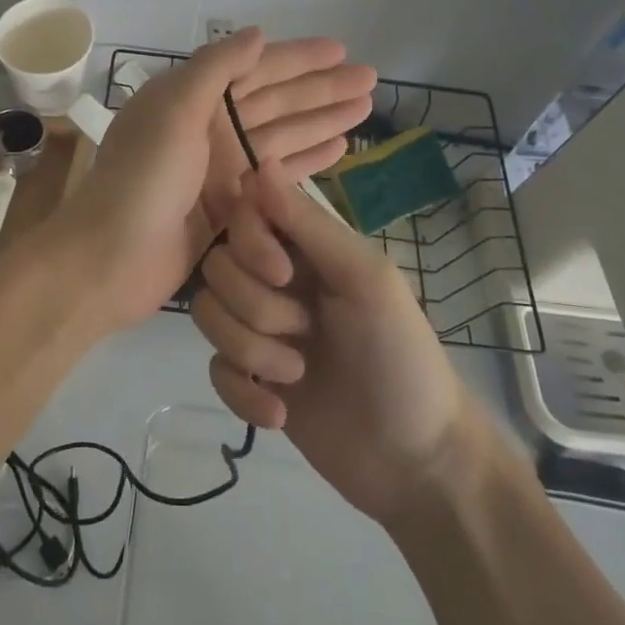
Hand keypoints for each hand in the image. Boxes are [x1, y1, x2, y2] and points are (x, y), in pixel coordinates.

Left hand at [50, 29, 374, 332]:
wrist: (111, 258)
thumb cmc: (143, 177)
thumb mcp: (174, 109)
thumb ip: (215, 68)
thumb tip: (258, 34)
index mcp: (192, 99)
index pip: (255, 69)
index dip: (298, 58)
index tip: (341, 50)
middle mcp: (208, 127)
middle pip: (276, 101)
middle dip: (322, 89)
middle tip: (371, 80)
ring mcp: (220, 169)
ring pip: (282, 136)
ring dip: (321, 121)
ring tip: (364, 110)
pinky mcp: (231, 206)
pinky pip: (277, 175)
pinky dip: (306, 160)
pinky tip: (338, 149)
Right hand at [194, 168, 494, 526]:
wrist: (416, 462)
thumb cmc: (401, 357)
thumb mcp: (366, 280)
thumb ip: (309, 224)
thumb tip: (259, 163)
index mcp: (305, 249)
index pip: (244, 215)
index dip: (250, 241)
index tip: (282, 273)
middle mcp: (276, 281)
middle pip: (218, 267)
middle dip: (255, 307)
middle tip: (305, 330)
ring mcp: (260, 331)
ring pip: (208, 314)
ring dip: (250, 351)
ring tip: (296, 375)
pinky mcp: (249, 380)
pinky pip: (213, 368)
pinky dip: (242, 395)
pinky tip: (279, 414)